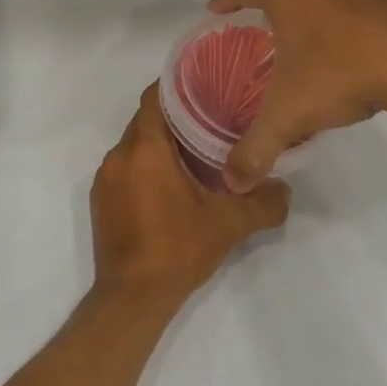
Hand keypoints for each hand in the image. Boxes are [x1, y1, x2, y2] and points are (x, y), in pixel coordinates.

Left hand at [90, 85, 289, 311]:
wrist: (131, 298)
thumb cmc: (177, 250)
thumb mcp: (228, 224)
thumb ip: (262, 202)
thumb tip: (285, 188)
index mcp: (144, 148)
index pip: (155, 97)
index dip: (179, 86)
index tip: (207, 86)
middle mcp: (118, 155)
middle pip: (146, 120)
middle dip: (176, 118)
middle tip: (212, 121)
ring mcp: (105, 178)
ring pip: (135, 145)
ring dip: (161, 145)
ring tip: (195, 153)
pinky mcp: (101, 199)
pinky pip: (125, 168)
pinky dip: (146, 166)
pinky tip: (171, 185)